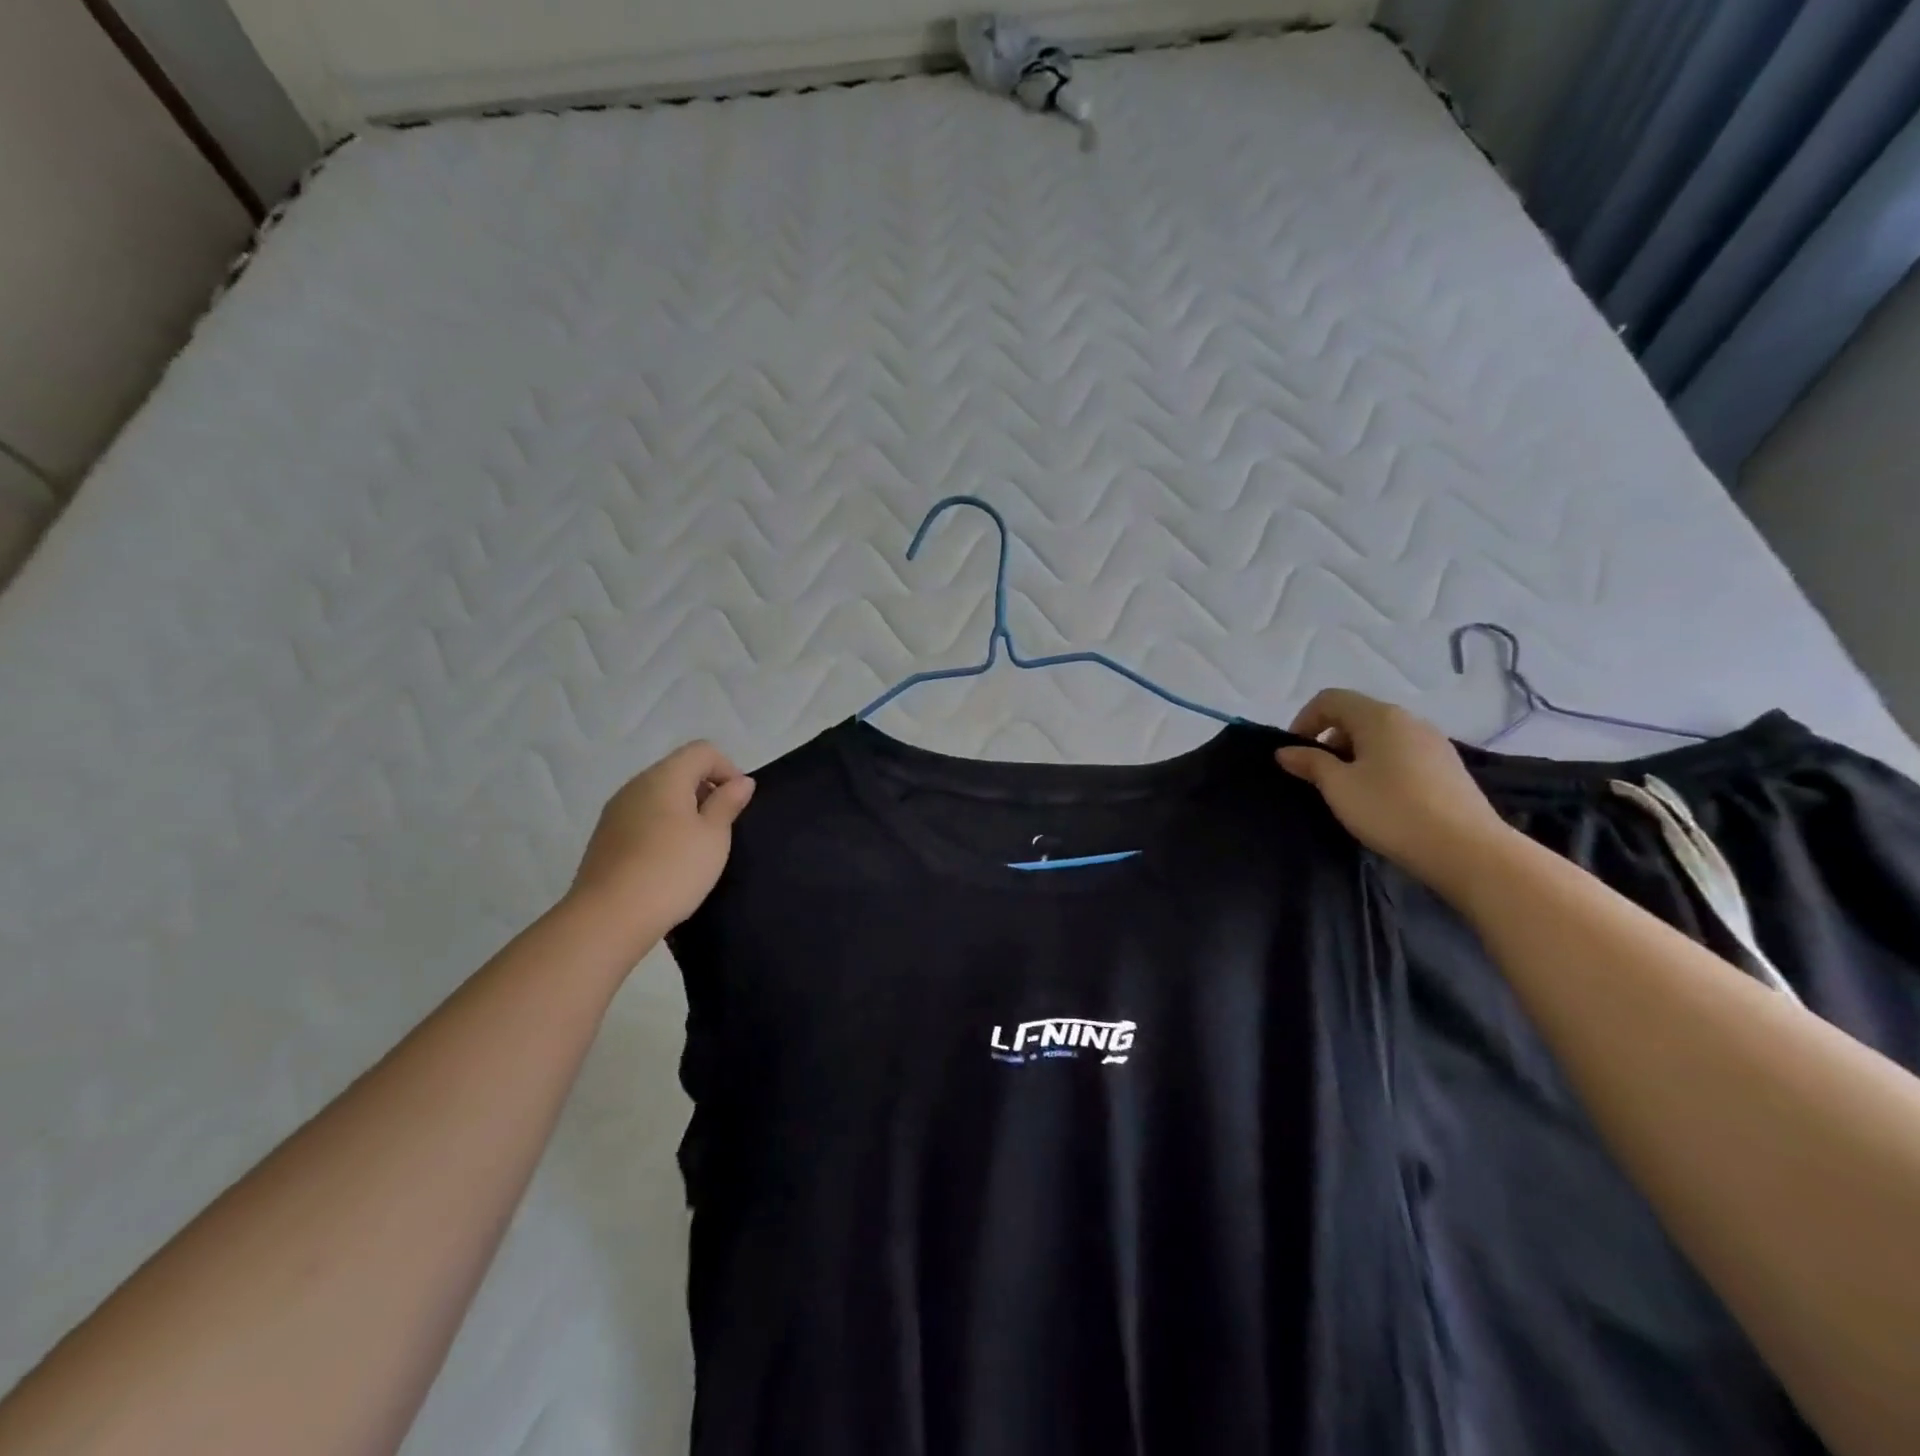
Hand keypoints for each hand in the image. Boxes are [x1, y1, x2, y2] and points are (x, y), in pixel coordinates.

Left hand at [570, 742, 755, 935]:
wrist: (609, 917)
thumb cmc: (672, 870)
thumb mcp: (714, 836)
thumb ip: (728, 803)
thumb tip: (740, 781)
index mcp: (665, 777)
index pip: (702, 751)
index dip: (727, 769)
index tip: (737, 804)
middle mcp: (636, 785)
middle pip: (679, 770)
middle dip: (706, 790)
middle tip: (721, 828)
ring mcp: (616, 811)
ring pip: (659, 795)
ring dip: (684, 811)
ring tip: (697, 848)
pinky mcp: (605, 837)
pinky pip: (642, 818)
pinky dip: (662, 827)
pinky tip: (668, 862)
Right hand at [1276, 689, 1513, 893]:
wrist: (1467, 850)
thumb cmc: (1391, 811)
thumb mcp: (1339, 787)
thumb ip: (1310, 763)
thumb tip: (1286, 751)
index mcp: (1379, 716)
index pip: (1330, 699)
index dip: (1304, 720)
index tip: (1295, 754)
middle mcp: (1408, 720)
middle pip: (1357, 715)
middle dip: (1329, 739)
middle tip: (1317, 775)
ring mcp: (1433, 742)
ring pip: (1381, 736)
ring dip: (1355, 754)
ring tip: (1348, 790)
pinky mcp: (1448, 766)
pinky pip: (1402, 753)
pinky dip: (1381, 765)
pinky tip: (1381, 798)